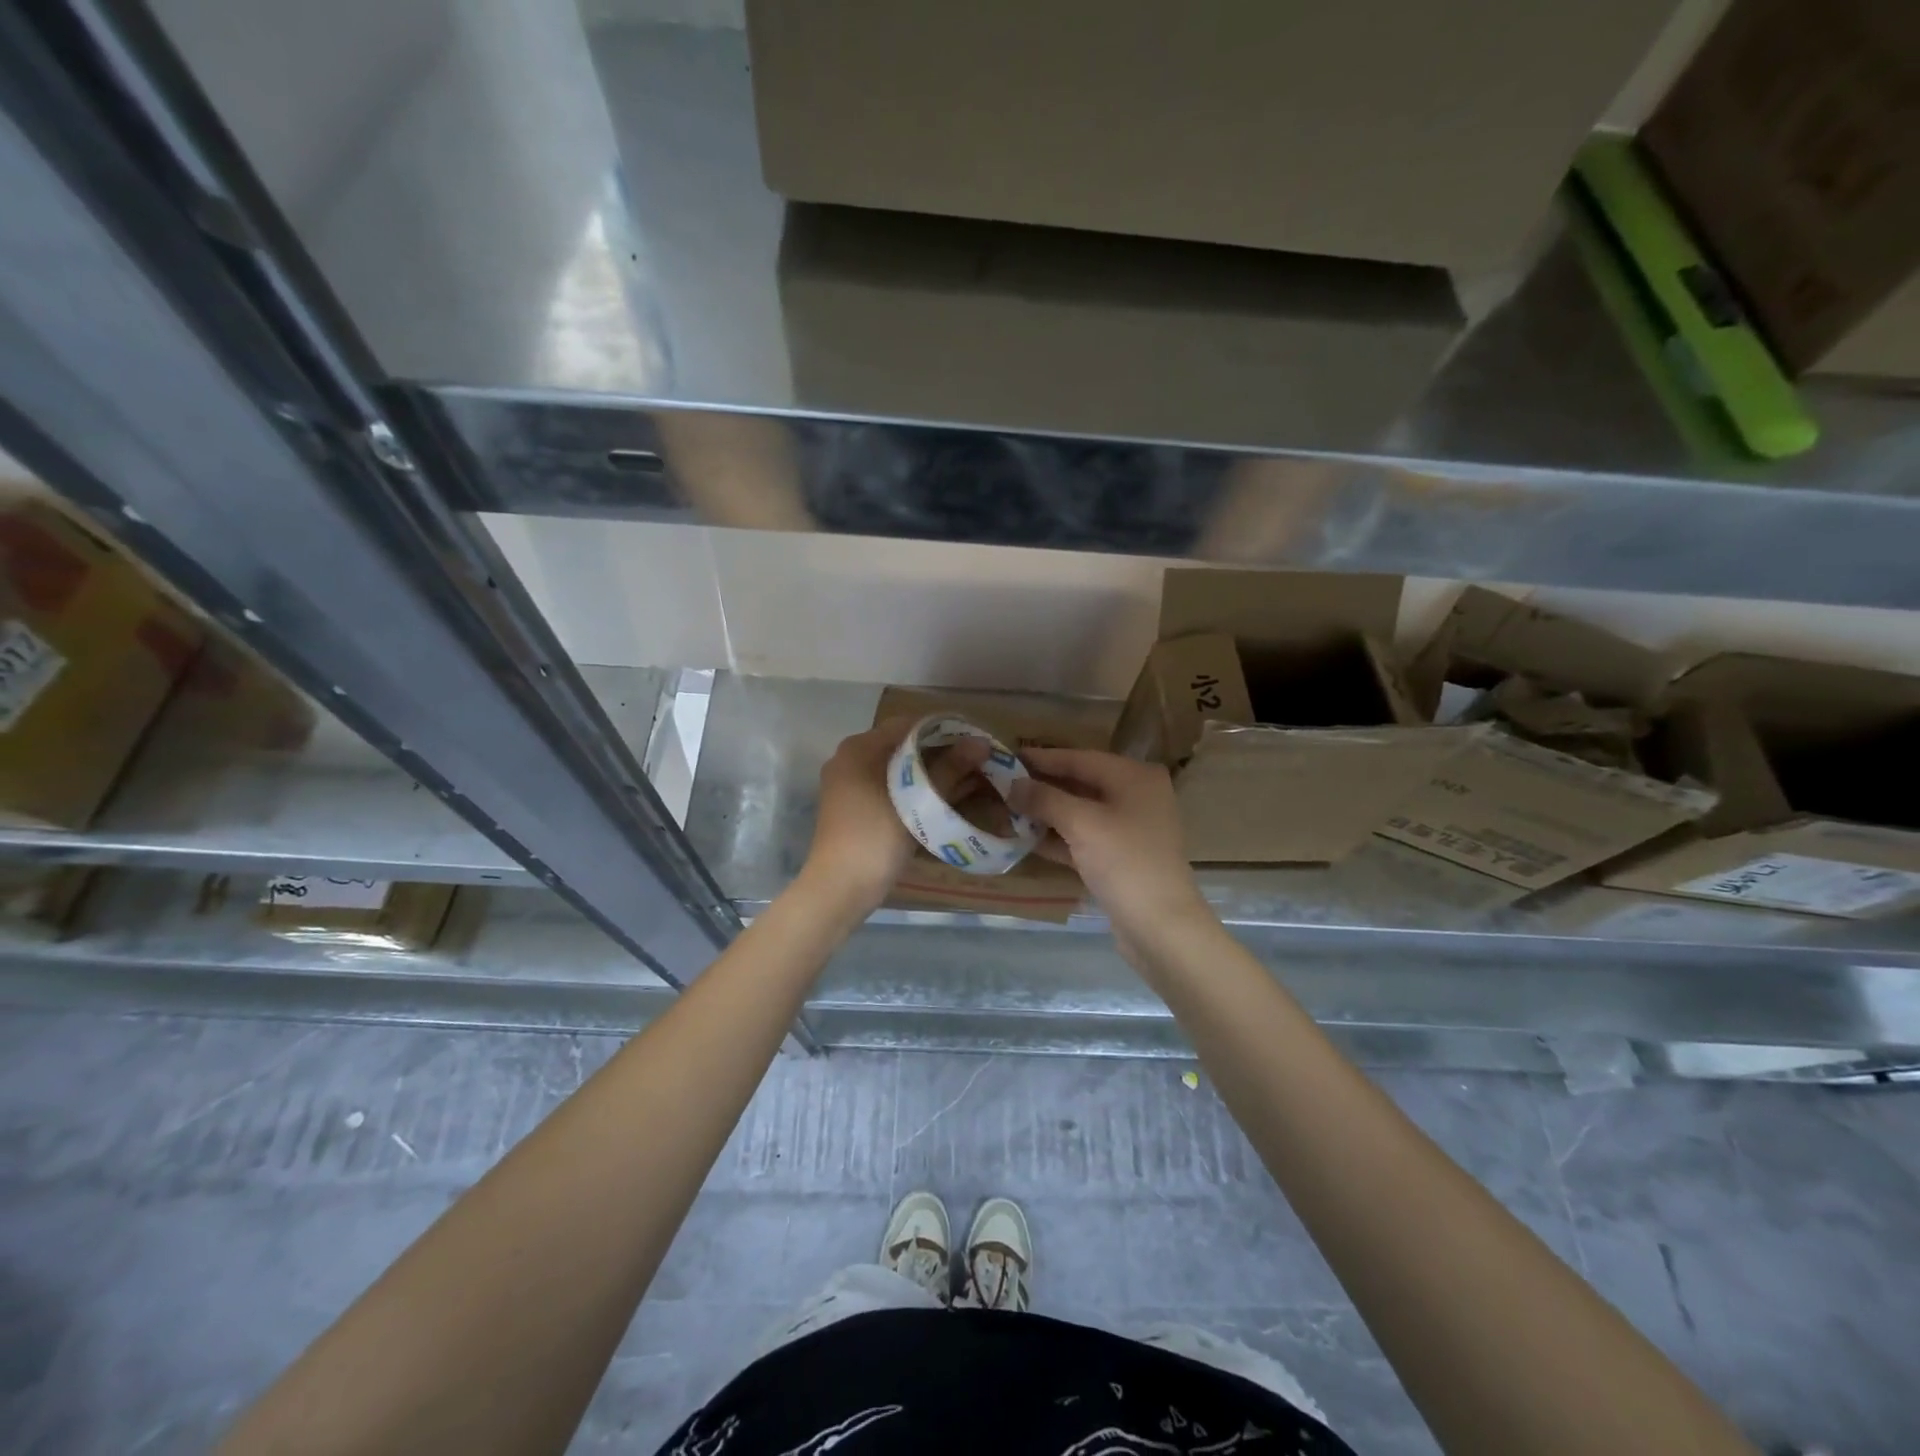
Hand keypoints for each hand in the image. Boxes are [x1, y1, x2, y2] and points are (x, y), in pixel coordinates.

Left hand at [803, 719, 988, 912]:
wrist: (839, 888)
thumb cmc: (877, 837)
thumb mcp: (918, 801)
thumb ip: (949, 769)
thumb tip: (981, 742)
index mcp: (860, 747)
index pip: (908, 724)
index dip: (944, 730)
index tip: (974, 741)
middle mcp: (850, 758)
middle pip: (903, 745)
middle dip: (940, 752)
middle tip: (976, 762)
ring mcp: (849, 783)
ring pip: (897, 768)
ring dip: (930, 773)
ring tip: (967, 779)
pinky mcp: (854, 806)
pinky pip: (889, 787)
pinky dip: (914, 789)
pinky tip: (942, 798)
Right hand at [1008, 747, 1208, 934]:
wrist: (1161, 927)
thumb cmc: (1125, 862)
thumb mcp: (1082, 823)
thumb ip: (1044, 799)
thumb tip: (1012, 784)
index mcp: (1134, 777)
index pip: (1079, 758)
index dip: (1042, 758)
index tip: (1006, 756)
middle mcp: (1135, 796)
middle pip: (1080, 783)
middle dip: (1041, 786)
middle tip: (1001, 784)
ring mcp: (1128, 830)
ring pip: (1079, 813)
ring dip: (1045, 813)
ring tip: (1006, 809)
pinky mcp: (1119, 858)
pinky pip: (1082, 839)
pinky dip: (1057, 838)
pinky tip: (1024, 838)